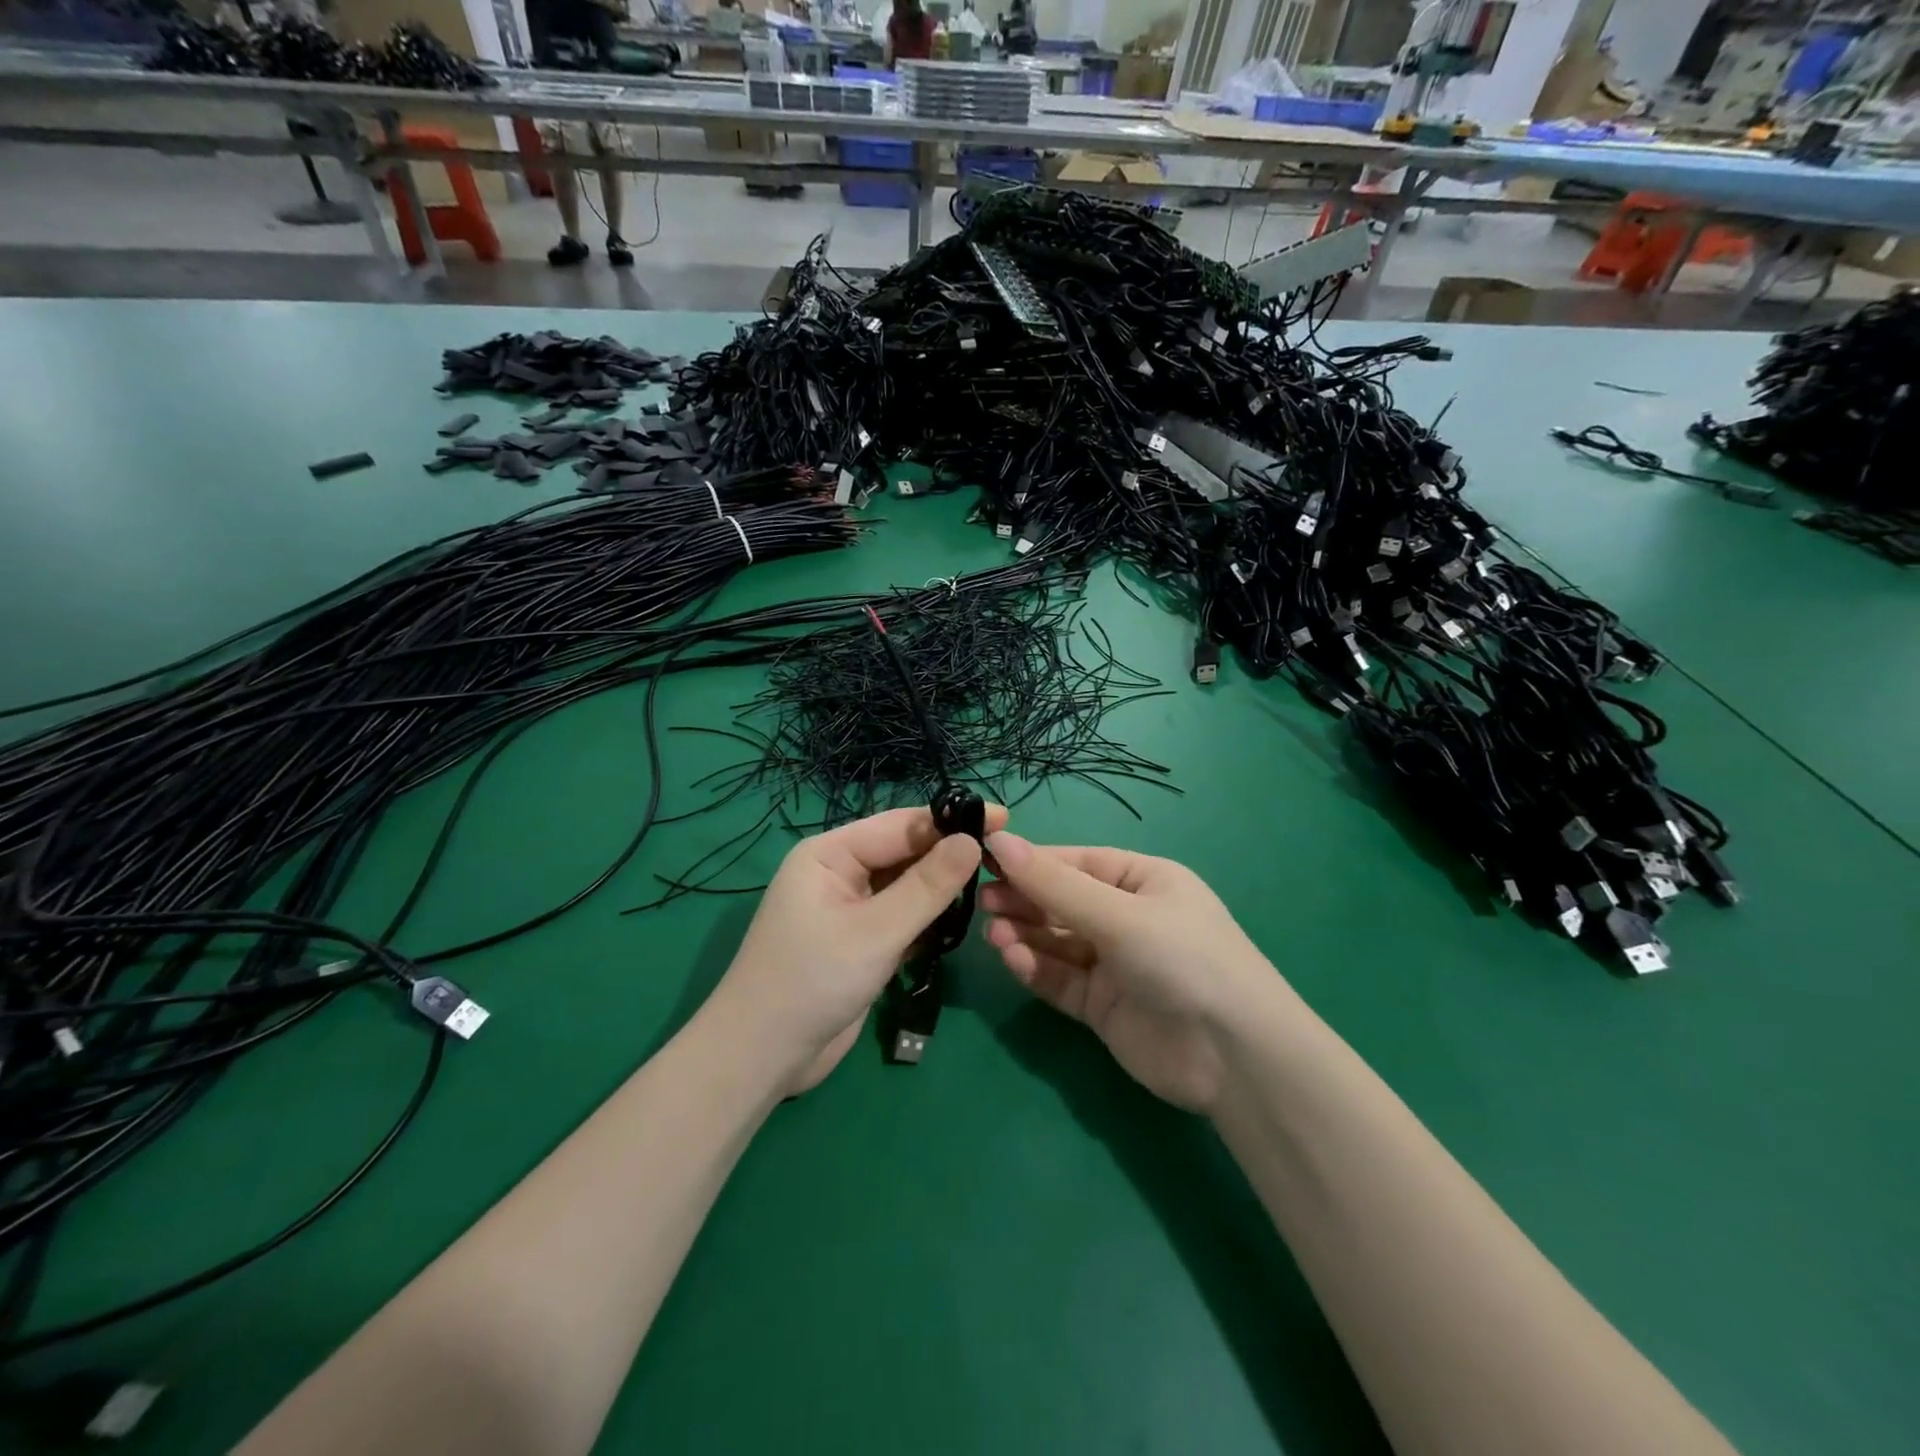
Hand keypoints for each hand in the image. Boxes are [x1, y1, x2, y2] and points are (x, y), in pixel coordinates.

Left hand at [706, 804, 1006, 1096]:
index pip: (900, 825)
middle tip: (1005, 857)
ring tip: (993, 885)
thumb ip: (927, 886)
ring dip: (941, 888)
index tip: (1004, 819)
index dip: (951, 820)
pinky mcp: (859, 941)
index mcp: (830, 854)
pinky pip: (900, 915)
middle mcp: (838, 872)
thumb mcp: (876, 932)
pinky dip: (927, 918)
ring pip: (905, 885)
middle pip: (904, 852)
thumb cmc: (813, 982)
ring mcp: (848, 908)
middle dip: (949, 854)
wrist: (763, 1058)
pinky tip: (959, 922)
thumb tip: (973, 841)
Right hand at [980, 832, 1278, 1113]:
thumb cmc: (1183, 959)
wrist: (1235, 1058)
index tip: (985, 858)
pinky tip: (1014, 960)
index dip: (1033, 860)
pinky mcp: (1102, 1006)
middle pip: (1063, 901)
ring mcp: (1114, 964)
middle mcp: (1128, 918)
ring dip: (1025, 934)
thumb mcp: (1119, 914)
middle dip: (1024, 899)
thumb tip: (999, 840)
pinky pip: (1061, 979)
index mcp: (1144, 881)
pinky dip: (1036, 968)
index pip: (1077, 863)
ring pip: (1057, 941)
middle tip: (983, 901)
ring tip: (994, 934)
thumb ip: (1056, 885)